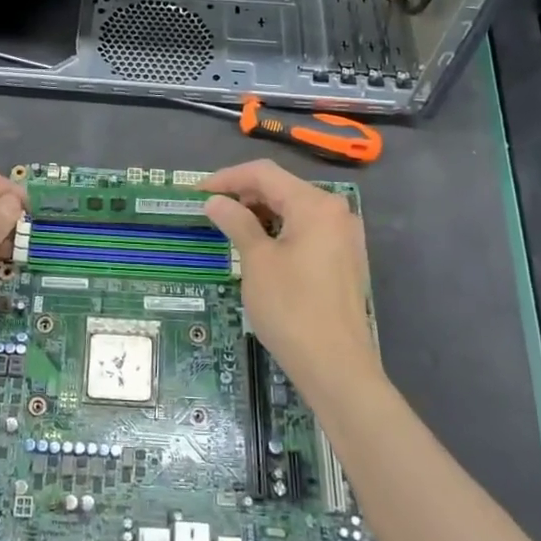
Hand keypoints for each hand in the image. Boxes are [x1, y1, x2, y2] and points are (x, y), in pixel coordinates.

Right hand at [201, 160, 379, 395]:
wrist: (337, 368)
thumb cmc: (292, 309)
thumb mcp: (257, 261)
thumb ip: (236, 222)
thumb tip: (215, 202)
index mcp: (315, 204)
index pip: (264, 173)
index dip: (227, 178)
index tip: (196, 193)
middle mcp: (336, 212)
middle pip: (282, 188)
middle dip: (243, 194)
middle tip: (210, 211)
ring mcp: (344, 237)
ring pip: (294, 210)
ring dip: (260, 213)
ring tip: (229, 228)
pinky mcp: (344, 260)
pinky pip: (306, 231)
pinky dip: (279, 231)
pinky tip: (258, 247)